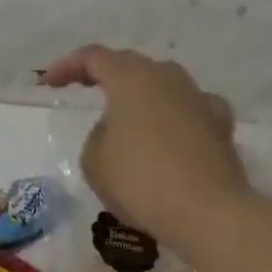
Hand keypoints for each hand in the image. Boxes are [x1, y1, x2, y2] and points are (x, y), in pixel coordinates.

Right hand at [40, 45, 250, 251]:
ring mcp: (199, 99)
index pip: (93, 57)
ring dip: (141, 91)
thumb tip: (118, 130)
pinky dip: (175, 113)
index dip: (67, 66)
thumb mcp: (94, 160)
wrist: (208, 213)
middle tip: (83, 87)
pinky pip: (191, 107)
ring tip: (127, 110)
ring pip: (164, 82)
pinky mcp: (221, 126)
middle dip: (104, 73)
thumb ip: (99, 135)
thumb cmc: (141, 181)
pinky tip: (171, 129)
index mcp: (130, 79)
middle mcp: (167, 79)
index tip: (49, 82)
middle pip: (131, 64)